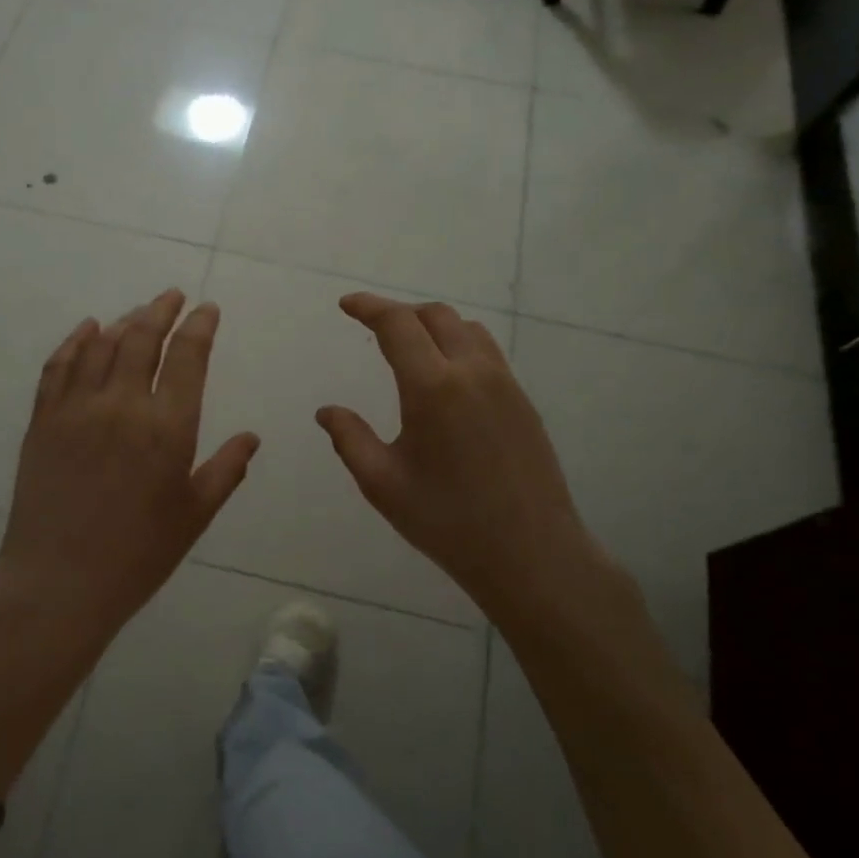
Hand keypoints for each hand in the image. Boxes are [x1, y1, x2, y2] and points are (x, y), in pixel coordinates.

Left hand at [0, 290, 259, 647]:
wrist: (59, 582)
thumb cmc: (138, 554)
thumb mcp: (194, 515)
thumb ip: (226, 470)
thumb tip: (251, 437)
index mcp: (168, 427)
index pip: (187, 357)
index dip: (199, 326)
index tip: (207, 309)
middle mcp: (122, 405)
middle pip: (142, 338)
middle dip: (162, 310)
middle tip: (173, 296)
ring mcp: (77, 408)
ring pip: (101, 345)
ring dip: (124, 321)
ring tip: (139, 313)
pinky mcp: (43, 420)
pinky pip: (59, 366)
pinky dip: (75, 341)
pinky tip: (87, 329)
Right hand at [316, 293, 639, 636]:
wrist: (531, 553)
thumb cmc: (448, 521)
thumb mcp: (383, 484)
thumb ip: (350, 439)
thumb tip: (327, 411)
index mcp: (433, 388)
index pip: (397, 324)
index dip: (369, 307)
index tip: (346, 304)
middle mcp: (472, 372)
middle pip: (435, 316)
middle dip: (400, 312)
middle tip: (372, 328)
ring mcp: (504, 384)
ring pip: (467, 329)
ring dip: (433, 325)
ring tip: (409, 347)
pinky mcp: (523, 402)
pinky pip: (487, 352)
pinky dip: (459, 344)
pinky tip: (446, 377)